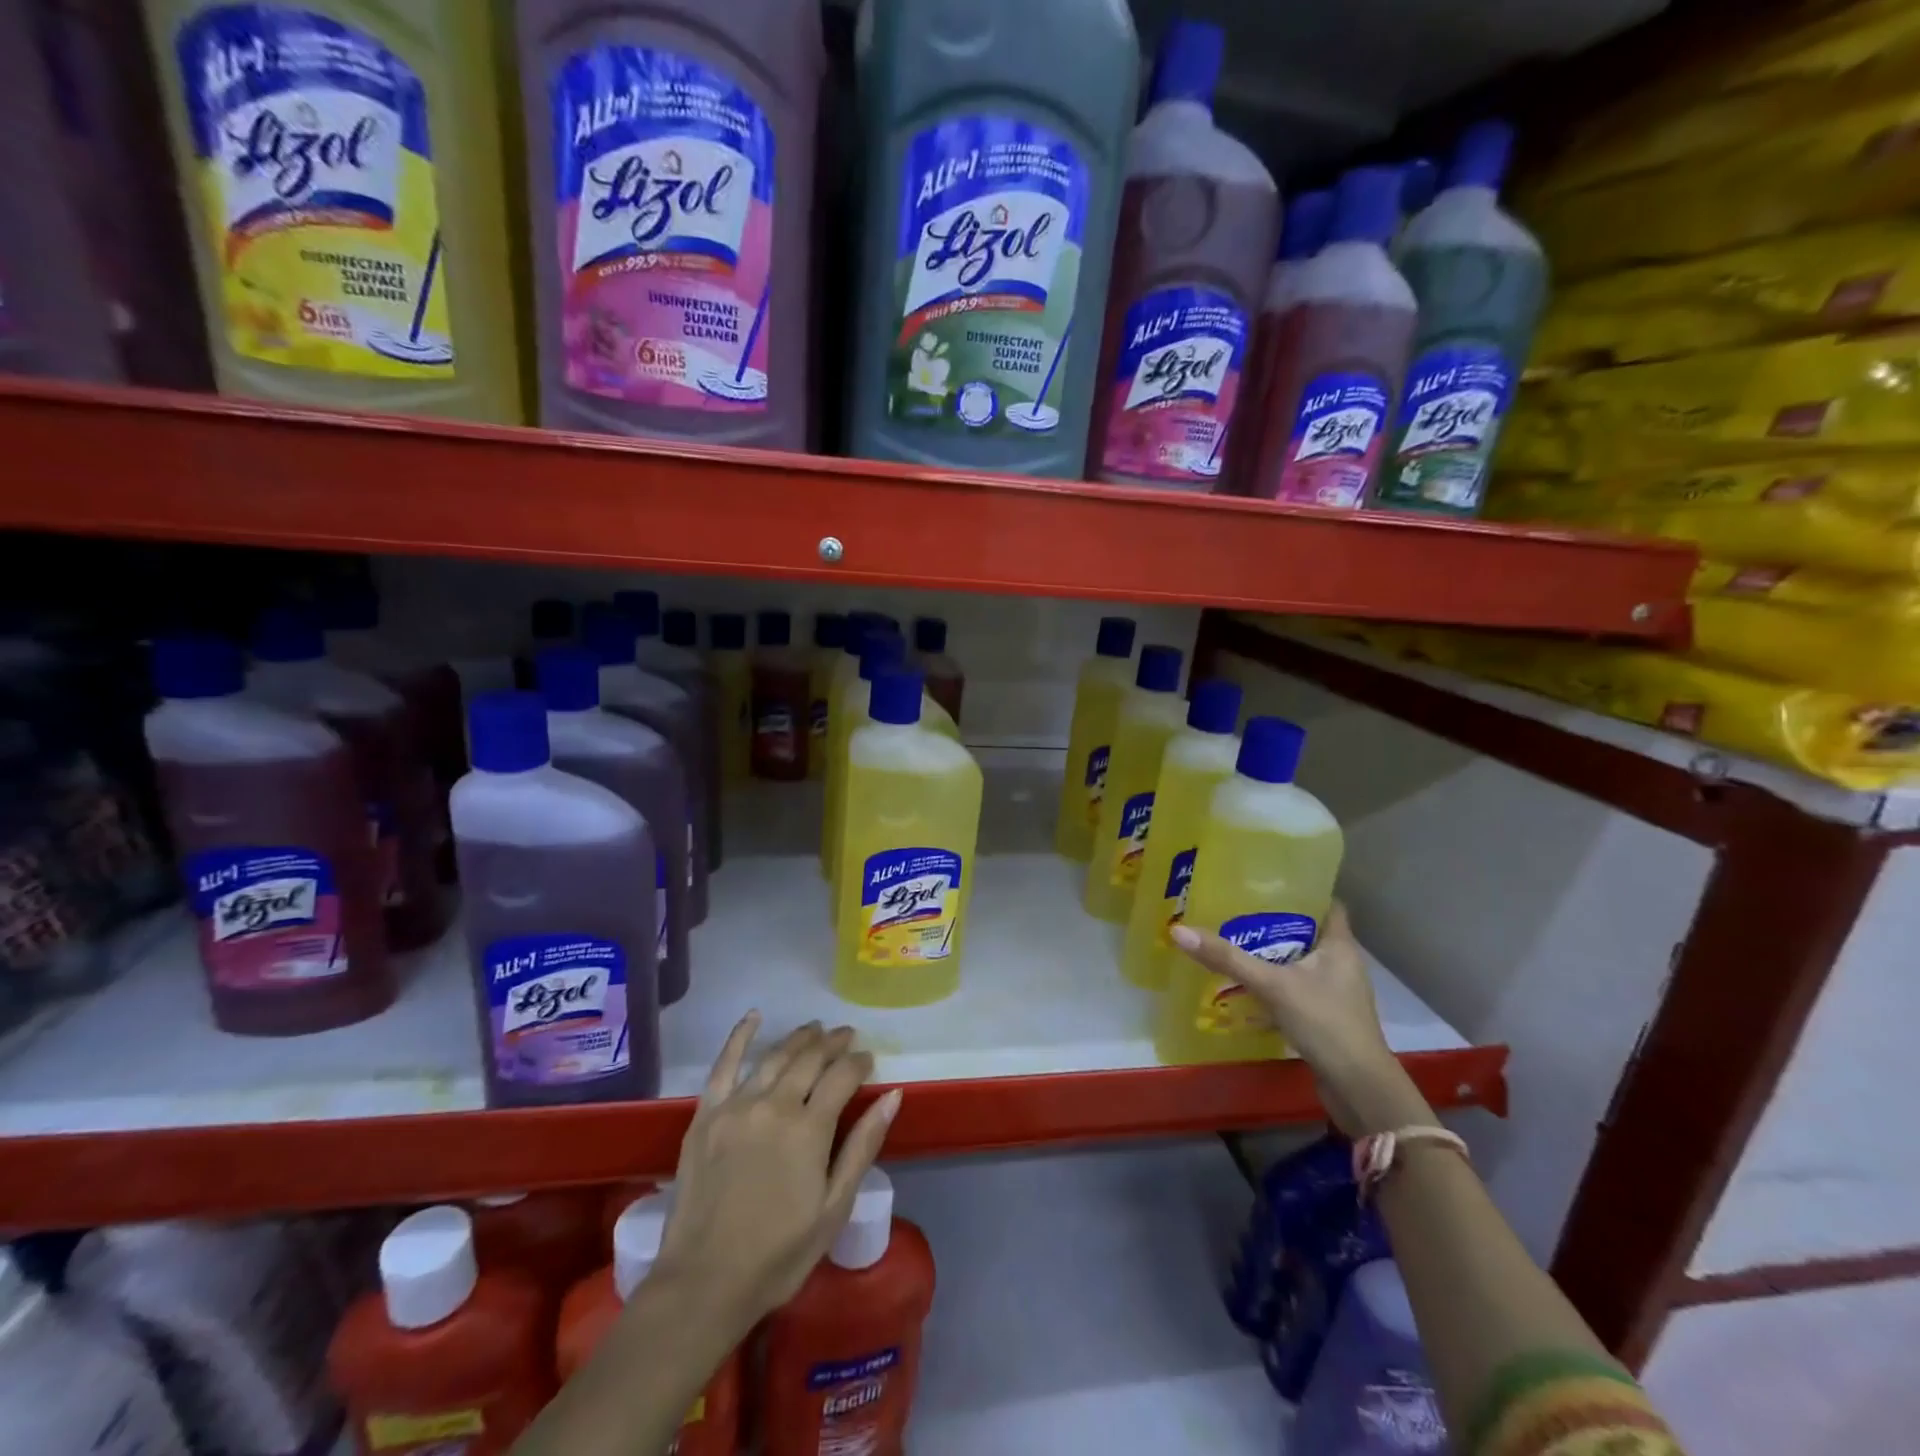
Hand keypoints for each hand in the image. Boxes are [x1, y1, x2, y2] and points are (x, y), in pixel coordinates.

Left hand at [654, 1013, 900, 1333]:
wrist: (703, 1284)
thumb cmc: (779, 1254)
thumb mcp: (834, 1207)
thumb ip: (862, 1146)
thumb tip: (892, 1095)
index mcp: (809, 1129)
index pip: (842, 1077)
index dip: (859, 1063)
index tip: (869, 1060)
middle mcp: (774, 1105)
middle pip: (810, 1059)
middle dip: (833, 1043)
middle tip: (847, 1036)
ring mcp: (736, 1106)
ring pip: (774, 1056)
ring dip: (799, 1038)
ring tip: (816, 1029)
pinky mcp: (706, 1115)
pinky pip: (723, 1065)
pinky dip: (739, 1036)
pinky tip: (753, 1016)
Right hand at [1170, 903, 1433, 1135]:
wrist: (1359, 1089)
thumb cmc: (1326, 1023)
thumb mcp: (1272, 985)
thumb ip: (1228, 958)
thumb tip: (1178, 930)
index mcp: (1340, 946)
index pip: (1326, 903)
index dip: (1301, 889)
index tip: (1265, 881)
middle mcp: (1341, 964)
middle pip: (1306, 932)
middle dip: (1273, 922)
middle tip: (1235, 909)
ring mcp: (1335, 993)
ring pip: (1299, 962)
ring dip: (1271, 955)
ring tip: (1232, 943)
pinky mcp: (1325, 1017)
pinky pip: (1295, 989)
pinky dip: (1272, 984)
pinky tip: (1244, 987)